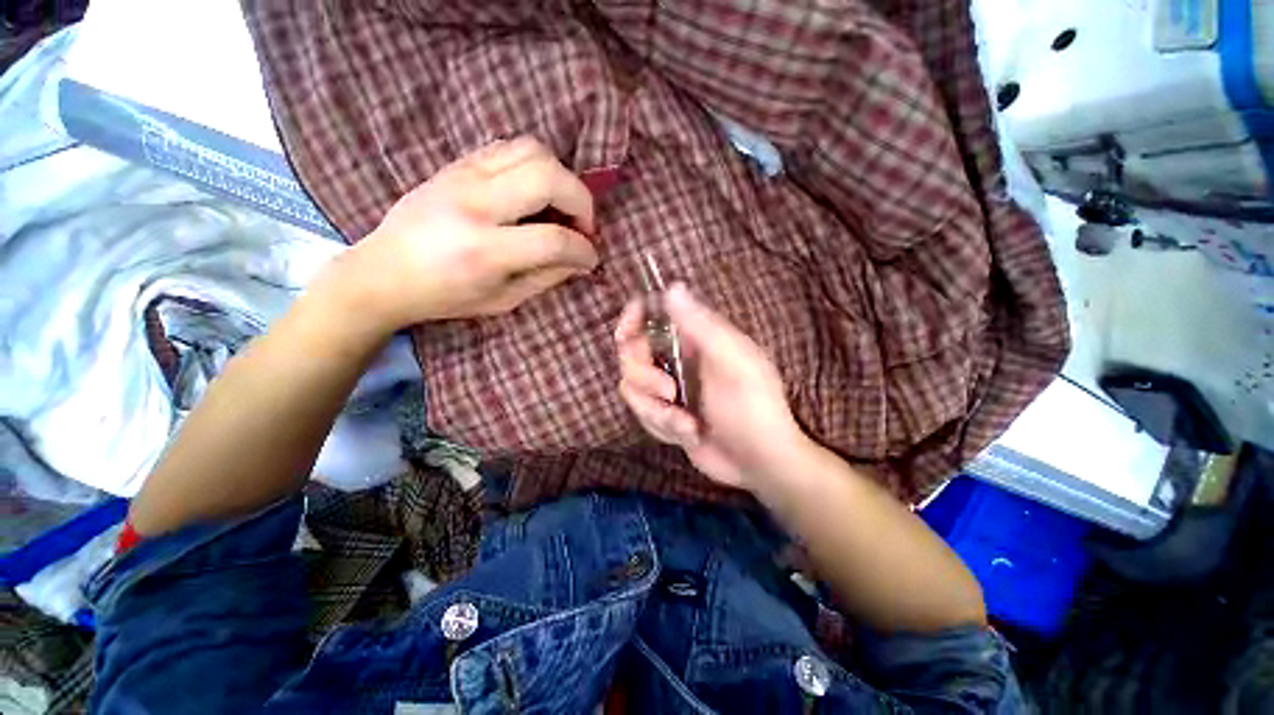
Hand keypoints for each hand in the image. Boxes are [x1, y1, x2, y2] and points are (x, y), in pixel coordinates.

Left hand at [325, 137, 599, 330]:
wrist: (383, 271)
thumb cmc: (446, 296)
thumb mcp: (503, 300)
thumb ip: (547, 277)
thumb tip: (581, 260)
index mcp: (484, 251)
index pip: (554, 239)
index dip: (584, 249)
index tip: (591, 258)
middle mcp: (474, 205)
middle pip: (549, 178)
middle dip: (582, 201)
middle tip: (582, 225)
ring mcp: (462, 176)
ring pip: (532, 150)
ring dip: (561, 177)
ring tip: (561, 206)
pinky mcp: (456, 163)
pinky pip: (509, 147)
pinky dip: (536, 166)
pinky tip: (535, 192)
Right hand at [615, 284, 807, 489]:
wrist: (760, 461)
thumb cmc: (754, 407)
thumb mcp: (733, 363)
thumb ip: (701, 326)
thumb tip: (673, 286)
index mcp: (695, 337)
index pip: (652, 313)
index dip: (632, 317)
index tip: (625, 335)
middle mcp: (677, 357)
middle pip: (631, 353)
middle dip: (645, 377)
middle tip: (669, 392)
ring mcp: (668, 387)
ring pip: (632, 388)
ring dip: (656, 411)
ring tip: (688, 425)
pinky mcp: (664, 414)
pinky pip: (642, 414)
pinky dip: (663, 426)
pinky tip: (690, 434)